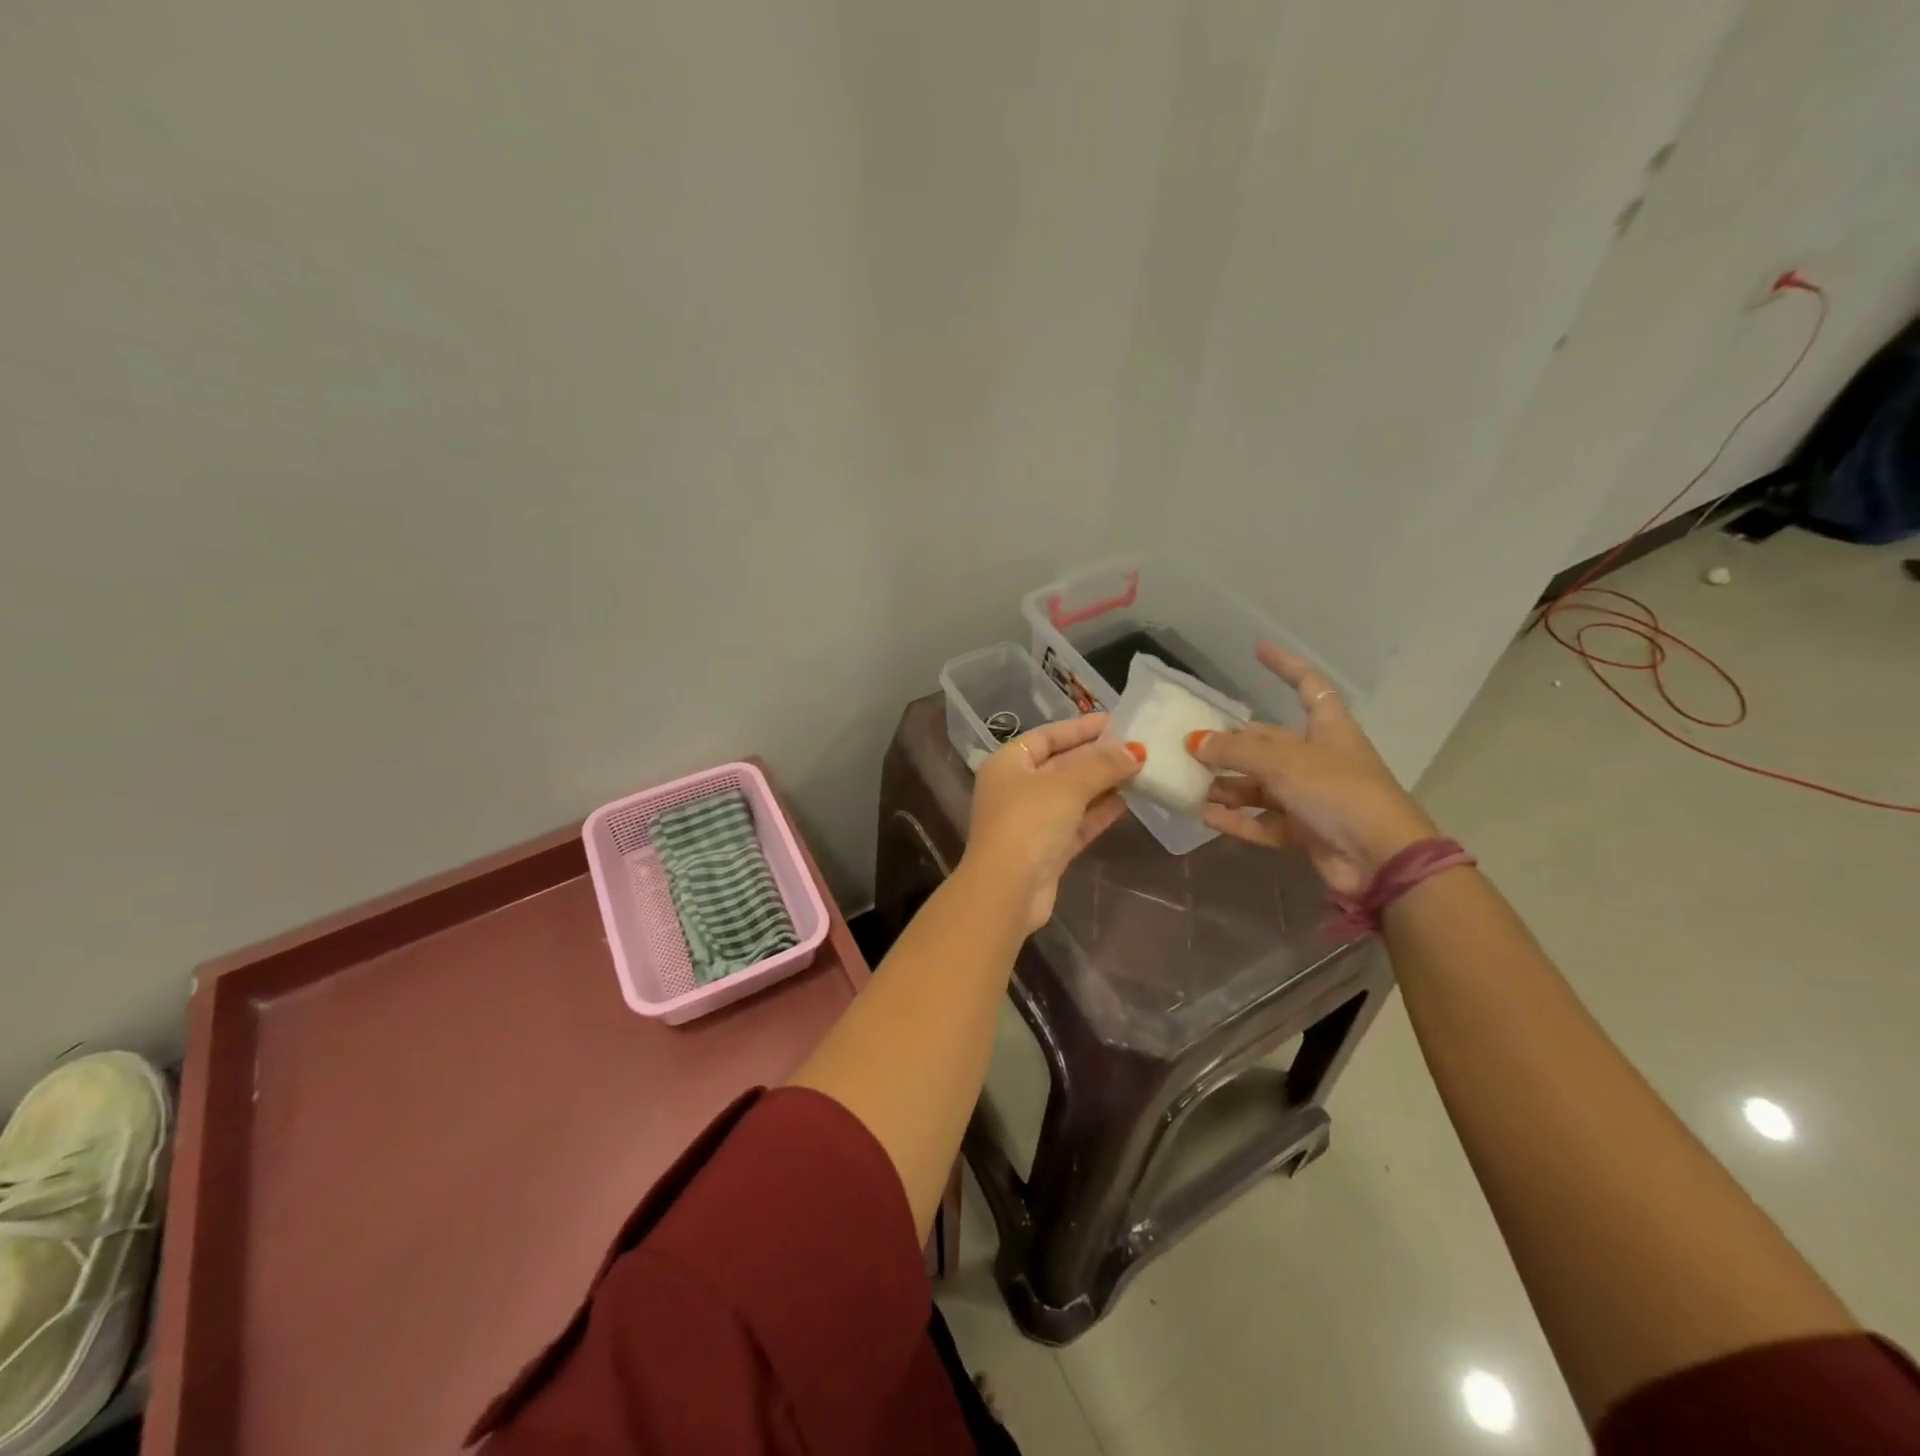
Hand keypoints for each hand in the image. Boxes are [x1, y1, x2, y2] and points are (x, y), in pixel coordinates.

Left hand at [963, 714, 1143, 931]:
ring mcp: (1031, 821)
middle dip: (1097, 757)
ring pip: (1072, 796)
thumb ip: (1102, 766)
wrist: (1007, 889)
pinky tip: (1127, 801)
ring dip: (1103, 784)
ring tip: (1140, 770)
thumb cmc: (1029, 822)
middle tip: (1136, 746)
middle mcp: (1016, 788)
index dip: (1080, 728)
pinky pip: (1077, 823)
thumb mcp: (1067, 785)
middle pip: (1061, 765)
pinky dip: (1099, 812)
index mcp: (1008, 764)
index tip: (1114, 721)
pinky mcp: (1047, 850)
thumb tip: (1135, 750)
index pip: (1047, 736)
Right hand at [1189, 644, 1436, 895]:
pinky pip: (1261, 821)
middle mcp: (1319, 759)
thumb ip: (1235, 751)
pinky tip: (1204, 816)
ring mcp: (1312, 797)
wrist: (1381, 860)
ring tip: (1189, 784)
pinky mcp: (1304, 831)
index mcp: (1328, 729)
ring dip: (1227, 786)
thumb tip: (1193, 741)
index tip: (1258, 648)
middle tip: (1191, 746)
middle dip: (1232, 744)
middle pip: (1268, 743)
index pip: (1308, 686)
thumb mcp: (1283, 763)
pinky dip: (1236, 819)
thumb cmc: (1339, 793)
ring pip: (1260, 785)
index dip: (1285, 666)